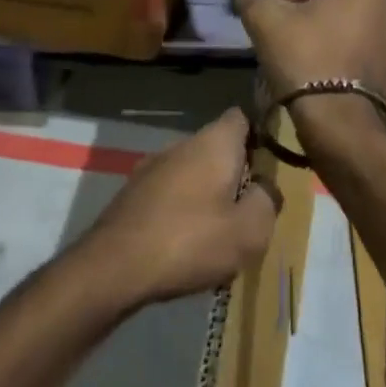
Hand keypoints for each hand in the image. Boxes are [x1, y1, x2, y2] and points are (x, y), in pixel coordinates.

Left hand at [76, 109, 278, 307]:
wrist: (114, 267)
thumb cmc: (191, 242)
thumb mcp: (250, 230)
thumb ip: (268, 201)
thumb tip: (266, 186)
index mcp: (213, 144)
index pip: (241, 118)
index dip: (260, 135)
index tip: (271, 165)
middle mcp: (179, 145)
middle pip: (217, 148)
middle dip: (235, 173)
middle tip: (250, 209)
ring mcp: (150, 167)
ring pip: (191, 172)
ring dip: (207, 194)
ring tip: (219, 232)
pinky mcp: (131, 193)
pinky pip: (169, 193)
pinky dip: (182, 210)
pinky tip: (185, 243)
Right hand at [233, 0, 385, 104]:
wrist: (339, 120)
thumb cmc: (305, 57)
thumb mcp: (265, 21)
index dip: (286, 4)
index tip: (272, 26)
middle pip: (336, 9)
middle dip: (314, 23)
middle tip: (288, 46)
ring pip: (352, 36)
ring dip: (332, 45)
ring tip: (306, 67)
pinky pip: (363, 63)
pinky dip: (346, 68)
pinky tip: (325, 84)